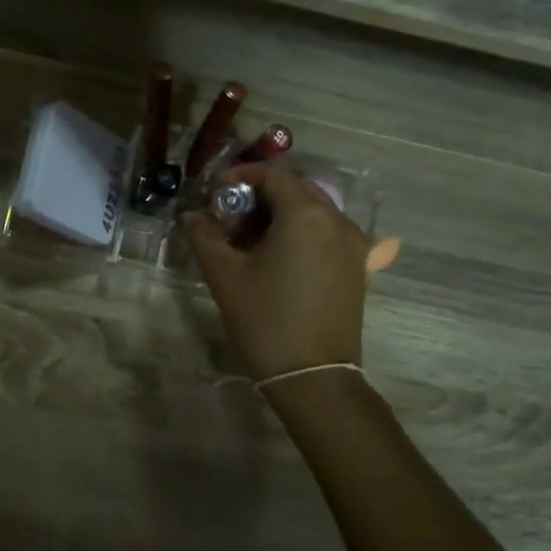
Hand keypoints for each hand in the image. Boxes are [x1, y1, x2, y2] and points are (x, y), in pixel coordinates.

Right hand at [184, 164, 370, 382]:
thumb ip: (205, 237)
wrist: (312, 376)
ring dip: (280, 216)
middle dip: (260, 196)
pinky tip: (279, 259)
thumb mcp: (224, 276)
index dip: (240, 176)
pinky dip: (301, 235)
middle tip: (229, 220)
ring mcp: (353, 245)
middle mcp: (337, 220)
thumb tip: (193, 217)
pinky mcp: (357, 268)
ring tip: (250, 242)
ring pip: (313, 212)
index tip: (215, 194)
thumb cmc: (265, 320)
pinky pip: (327, 235)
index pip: (273, 174)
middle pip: (296, 190)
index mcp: (306, 214)